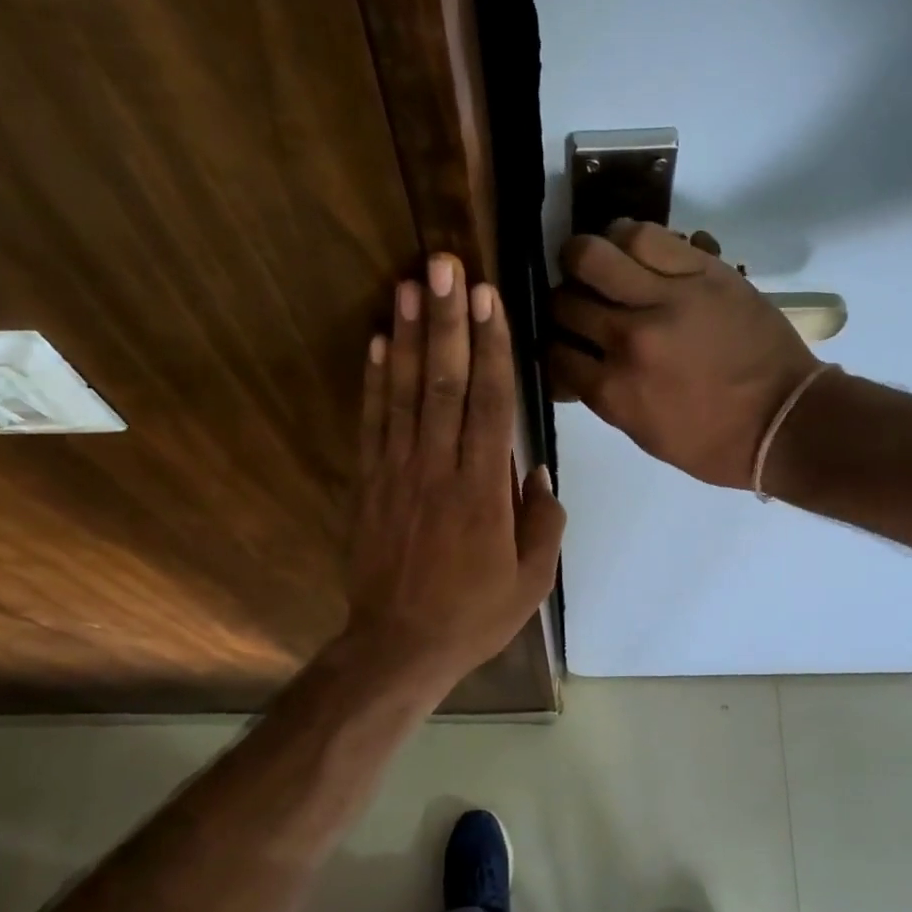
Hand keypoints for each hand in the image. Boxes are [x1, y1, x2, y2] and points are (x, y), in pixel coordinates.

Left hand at [342, 254, 564, 698]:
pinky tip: (376, 344)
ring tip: (409, 285)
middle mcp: (438, 470)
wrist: (399, 646)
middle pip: (443, 384)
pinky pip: (372, 424)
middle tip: (446, 265)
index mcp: (483, 492)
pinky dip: (374, 382)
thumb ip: (543, 523)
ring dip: (406, 337)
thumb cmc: (472, 616)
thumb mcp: (530, 582)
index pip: (489, 405)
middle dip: (447, 321)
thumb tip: (539, 471)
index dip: (491, 348)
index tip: (490, 299)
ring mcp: (397, 474)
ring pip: (403, 394)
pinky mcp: (369, 485)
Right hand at [548, 221, 821, 488]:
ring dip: (586, 259)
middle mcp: (628, 339)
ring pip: (595, 254)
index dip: (551, 345)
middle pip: (564, 301)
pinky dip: (629, 240)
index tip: (562, 342)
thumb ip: (604, 395)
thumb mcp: (643, 433)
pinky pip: (647, 236)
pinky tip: (631, 250)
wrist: (782, 421)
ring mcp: (665, 300)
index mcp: (613, 391)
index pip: (553, 352)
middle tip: (577, 305)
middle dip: (562, 303)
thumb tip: (576, 365)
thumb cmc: (711, 444)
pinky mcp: (702, 272)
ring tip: (597, 266)